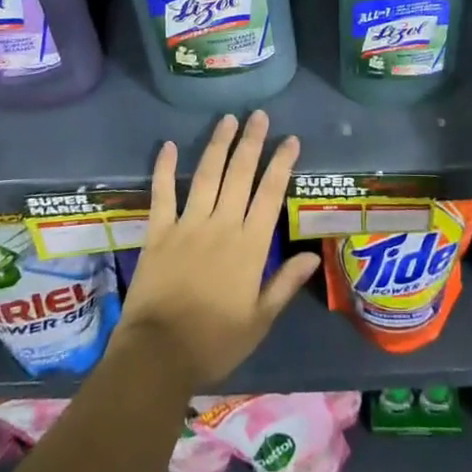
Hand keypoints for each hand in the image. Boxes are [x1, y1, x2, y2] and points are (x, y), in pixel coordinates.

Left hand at [117, 111, 321, 392]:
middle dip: (251, 142)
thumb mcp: (259, 321)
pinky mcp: (158, 232)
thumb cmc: (214, 342)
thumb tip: (313, 256)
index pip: (270, 194)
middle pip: (239, 174)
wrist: (158, 356)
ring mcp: (187, 225)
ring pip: (206, 175)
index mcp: (249, 246)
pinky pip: (162, 194)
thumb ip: (284, 284)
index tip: (290, 140)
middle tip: (258, 115)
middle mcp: (221, 225)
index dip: (281, 164)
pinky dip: (163, 168)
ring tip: (227, 119)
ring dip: (218, 145)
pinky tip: (166, 145)